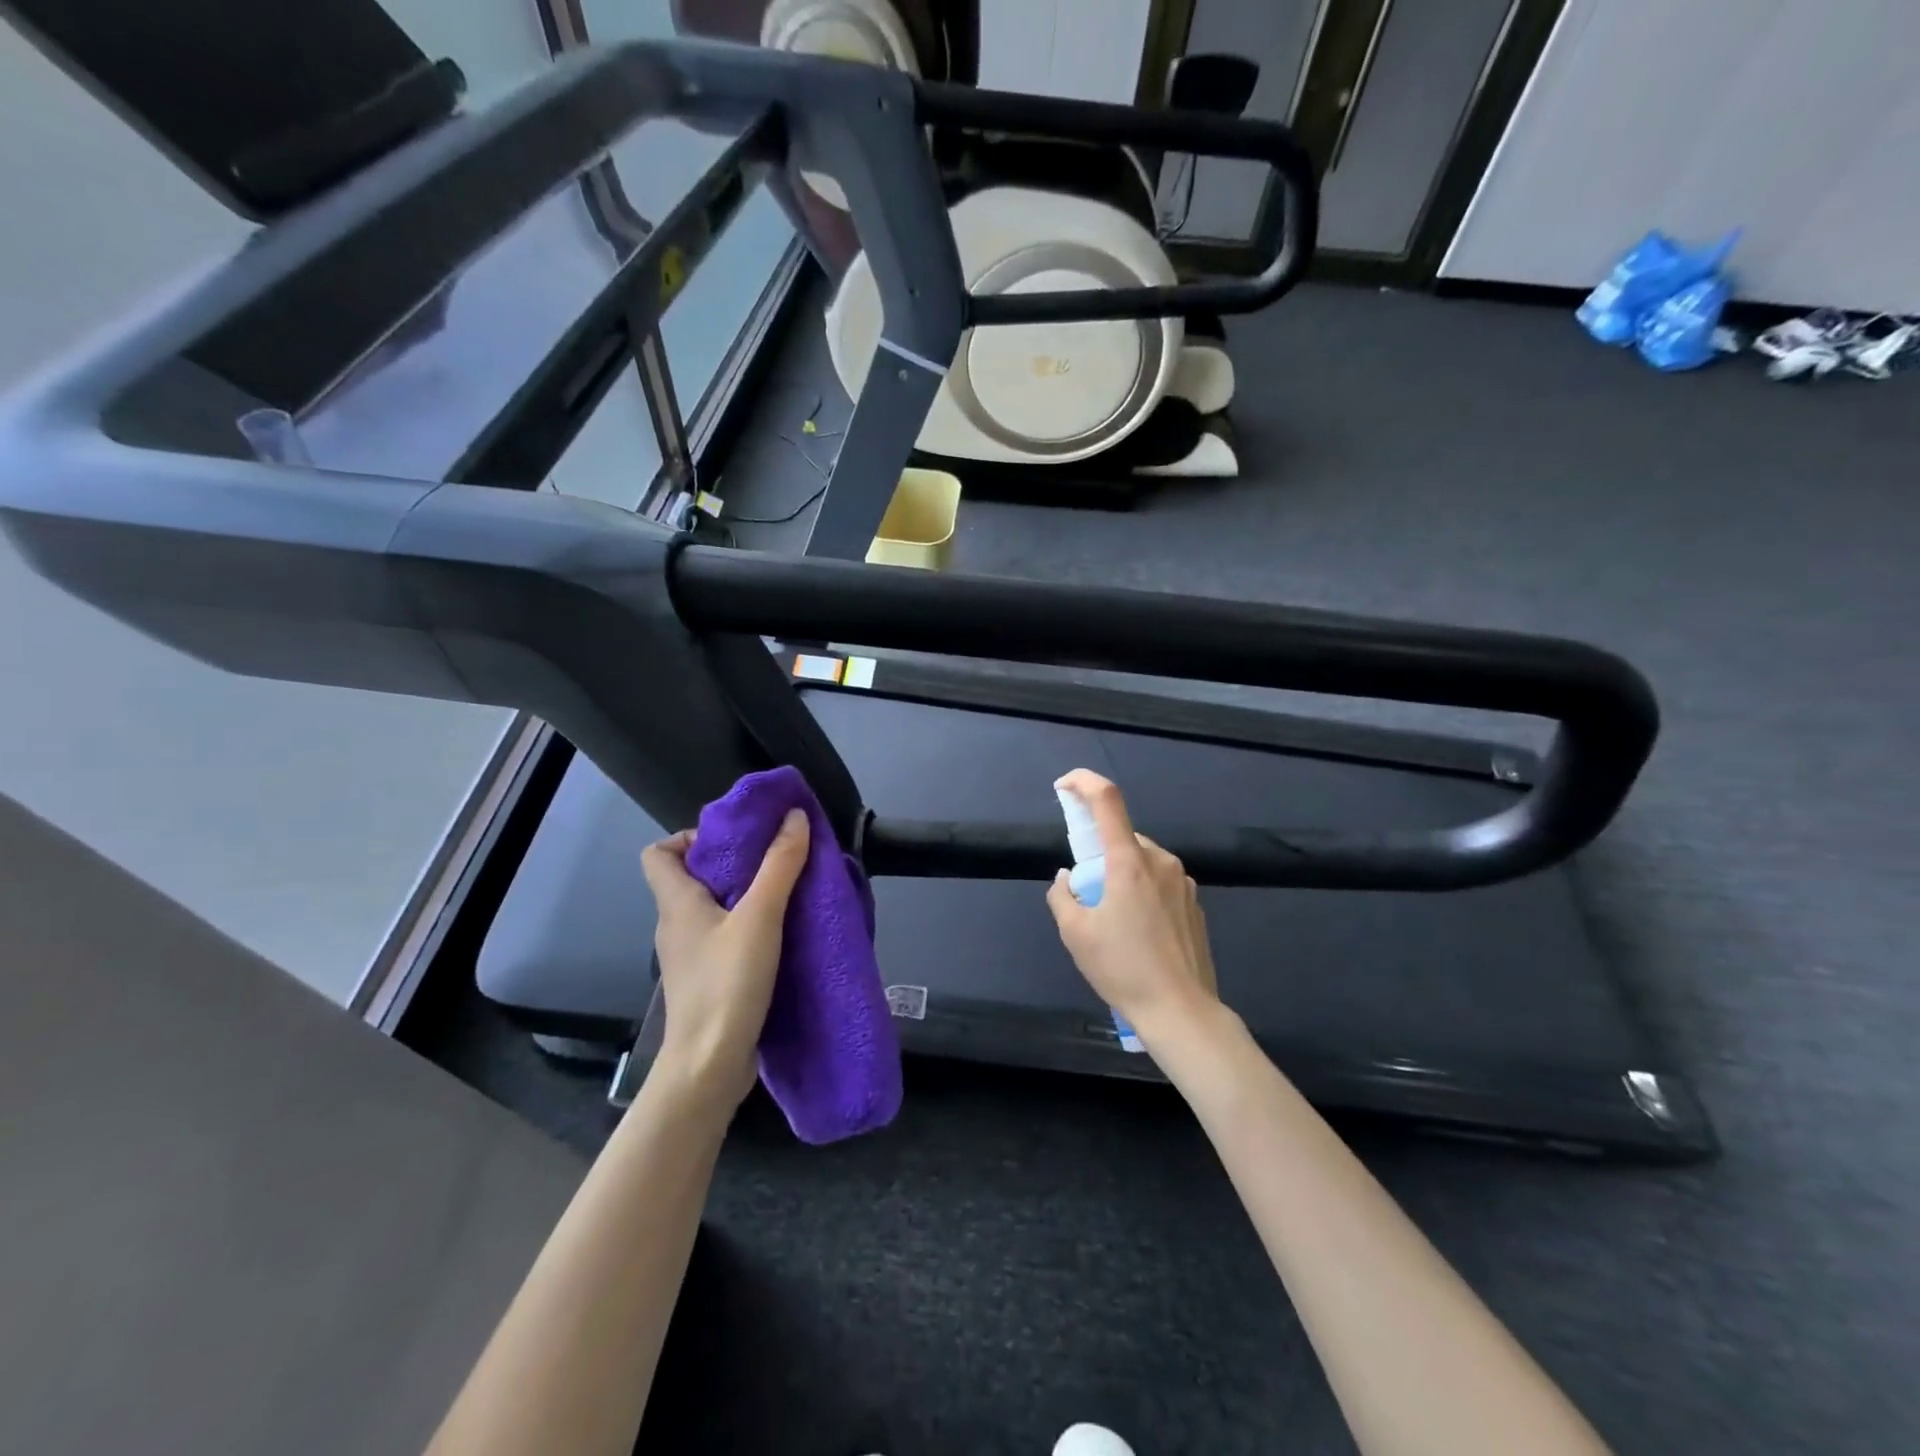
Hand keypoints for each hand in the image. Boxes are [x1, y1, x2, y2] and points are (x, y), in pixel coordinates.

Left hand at [639, 809, 809, 1107]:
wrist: (710, 1067)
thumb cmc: (726, 984)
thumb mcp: (760, 918)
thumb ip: (779, 866)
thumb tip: (794, 815)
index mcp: (676, 903)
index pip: (658, 853)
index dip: (689, 838)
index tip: (734, 841)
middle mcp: (676, 926)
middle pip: (692, 878)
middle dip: (733, 863)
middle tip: (774, 860)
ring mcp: (691, 956)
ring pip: (713, 909)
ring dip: (746, 896)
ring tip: (787, 892)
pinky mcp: (708, 981)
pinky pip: (725, 938)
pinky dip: (750, 928)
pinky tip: (783, 934)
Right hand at [1046, 769, 1220, 1050]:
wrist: (1181, 1011)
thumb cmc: (1123, 969)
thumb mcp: (1075, 935)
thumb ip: (1062, 897)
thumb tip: (1067, 878)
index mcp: (1129, 862)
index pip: (1107, 800)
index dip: (1083, 782)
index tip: (1064, 786)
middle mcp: (1160, 861)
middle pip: (1123, 838)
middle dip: (1099, 854)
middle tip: (1087, 895)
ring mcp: (1183, 882)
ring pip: (1142, 861)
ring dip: (1122, 875)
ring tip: (1114, 923)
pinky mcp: (1195, 904)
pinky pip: (1160, 883)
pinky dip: (1142, 893)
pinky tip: (1140, 934)